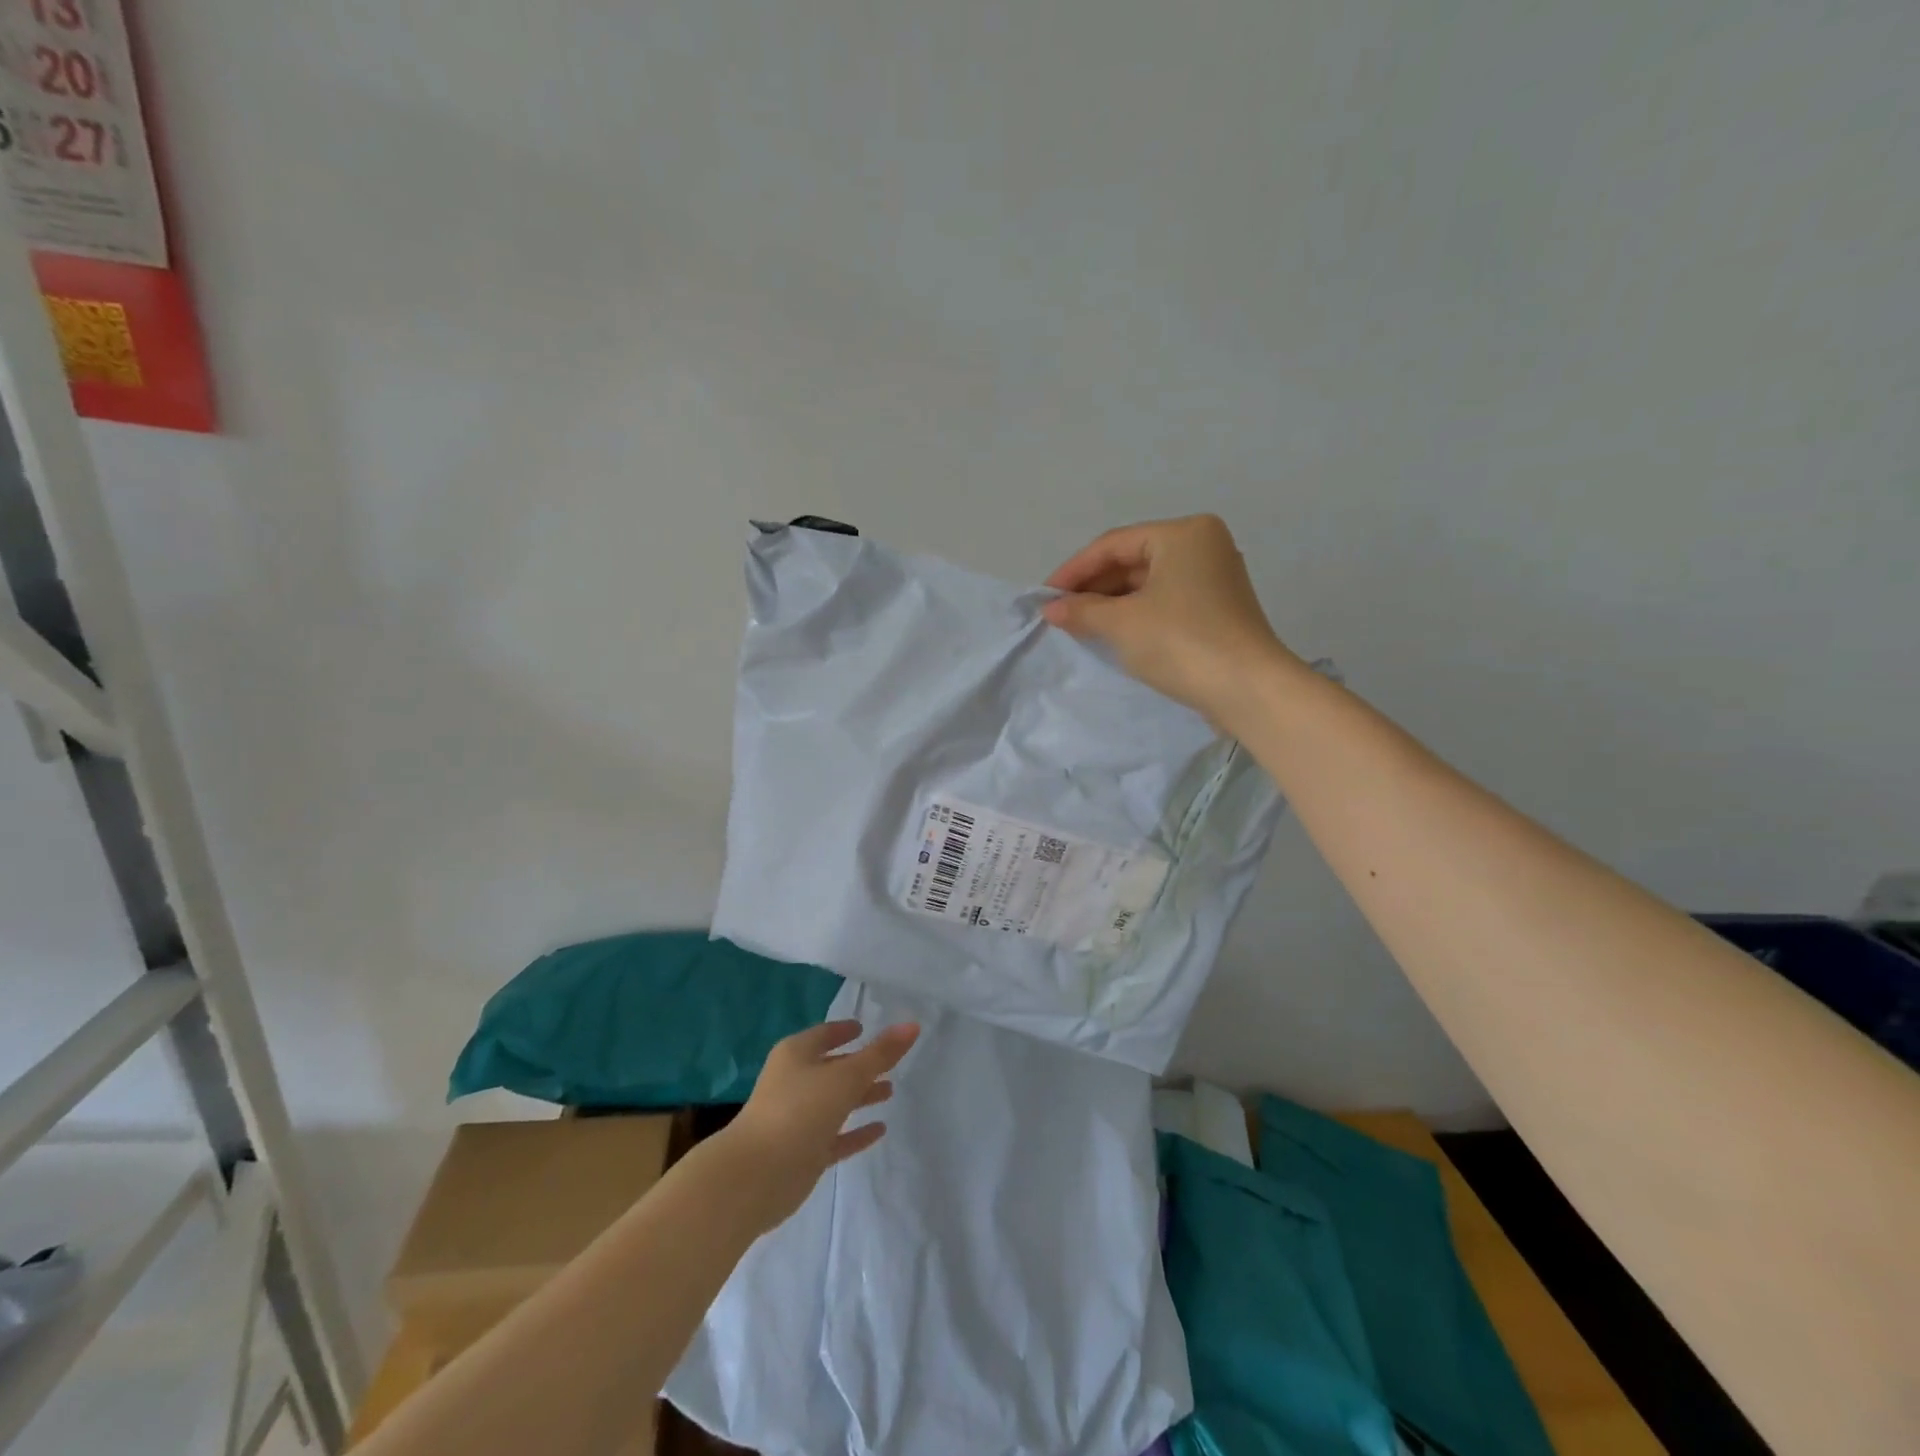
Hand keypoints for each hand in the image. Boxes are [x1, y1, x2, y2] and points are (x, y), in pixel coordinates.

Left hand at [723, 1020, 919, 1229]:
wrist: (756, 1176)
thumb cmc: (800, 1111)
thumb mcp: (846, 1077)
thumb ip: (880, 1054)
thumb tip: (912, 1026)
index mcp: (796, 1055)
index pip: (824, 1035)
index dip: (844, 1030)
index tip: (865, 1028)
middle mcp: (794, 1082)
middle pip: (831, 1068)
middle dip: (858, 1065)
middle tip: (889, 1063)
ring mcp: (796, 1119)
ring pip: (834, 1102)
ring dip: (859, 1096)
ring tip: (889, 1091)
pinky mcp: (802, 1153)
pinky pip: (835, 1136)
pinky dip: (855, 1132)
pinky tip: (879, 1130)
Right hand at [1042, 515, 1300, 729]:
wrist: (1247, 690)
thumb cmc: (1181, 642)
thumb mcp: (1122, 623)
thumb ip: (1082, 610)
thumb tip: (1051, 609)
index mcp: (1184, 534)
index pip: (1114, 544)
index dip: (1074, 570)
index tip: (1044, 596)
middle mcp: (1204, 546)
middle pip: (1133, 561)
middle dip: (1094, 587)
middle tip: (1060, 613)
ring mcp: (1215, 579)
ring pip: (1149, 584)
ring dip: (1112, 604)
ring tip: (1079, 625)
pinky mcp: (1218, 611)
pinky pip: (1165, 603)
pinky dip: (1136, 615)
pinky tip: (1112, 634)